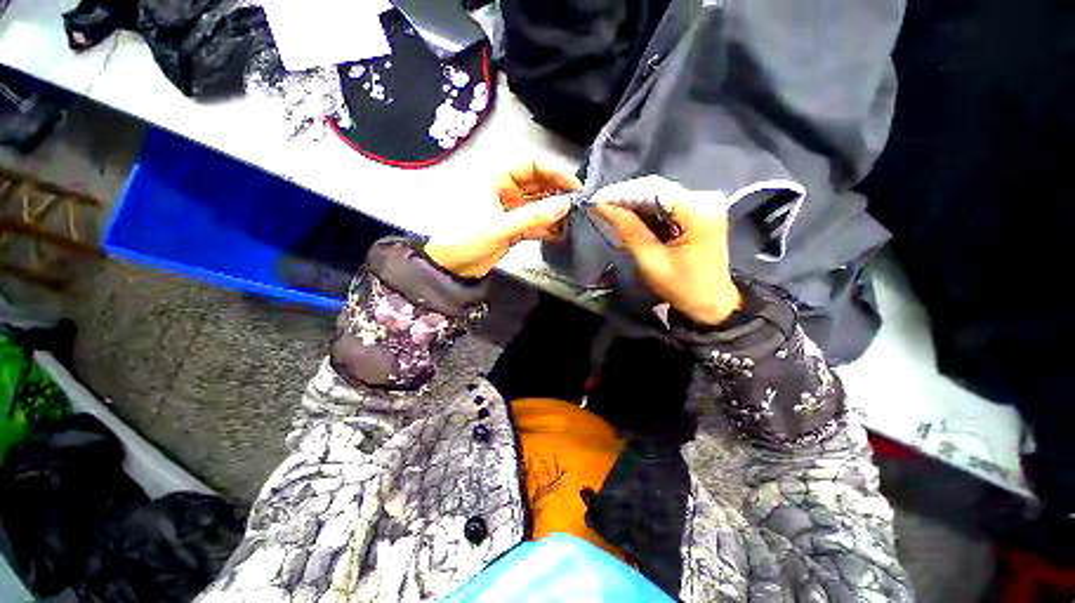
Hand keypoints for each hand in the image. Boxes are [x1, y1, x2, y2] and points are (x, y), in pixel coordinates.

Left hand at [425, 162, 580, 277]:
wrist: (451, 267)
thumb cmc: (465, 239)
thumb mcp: (499, 226)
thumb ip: (533, 216)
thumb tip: (565, 205)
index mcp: (497, 179)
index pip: (532, 165)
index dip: (554, 172)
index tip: (574, 186)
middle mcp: (507, 191)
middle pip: (539, 184)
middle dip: (558, 193)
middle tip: (578, 204)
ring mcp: (512, 210)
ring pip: (540, 205)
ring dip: (555, 212)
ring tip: (574, 220)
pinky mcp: (515, 228)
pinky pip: (536, 223)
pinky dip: (548, 228)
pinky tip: (561, 233)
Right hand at [592, 176, 741, 325]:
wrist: (713, 302)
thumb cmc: (684, 287)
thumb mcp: (652, 262)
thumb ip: (629, 231)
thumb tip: (603, 207)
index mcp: (699, 210)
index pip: (653, 190)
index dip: (622, 193)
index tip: (596, 201)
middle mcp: (704, 199)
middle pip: (656, 190)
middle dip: (626, 199)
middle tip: (599, 207)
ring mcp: (703, 203)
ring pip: (659, 196)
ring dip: (634, 205)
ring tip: (609, 212)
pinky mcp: (699, 211)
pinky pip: (666, 205)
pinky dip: (646, 212)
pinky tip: (629, 218)